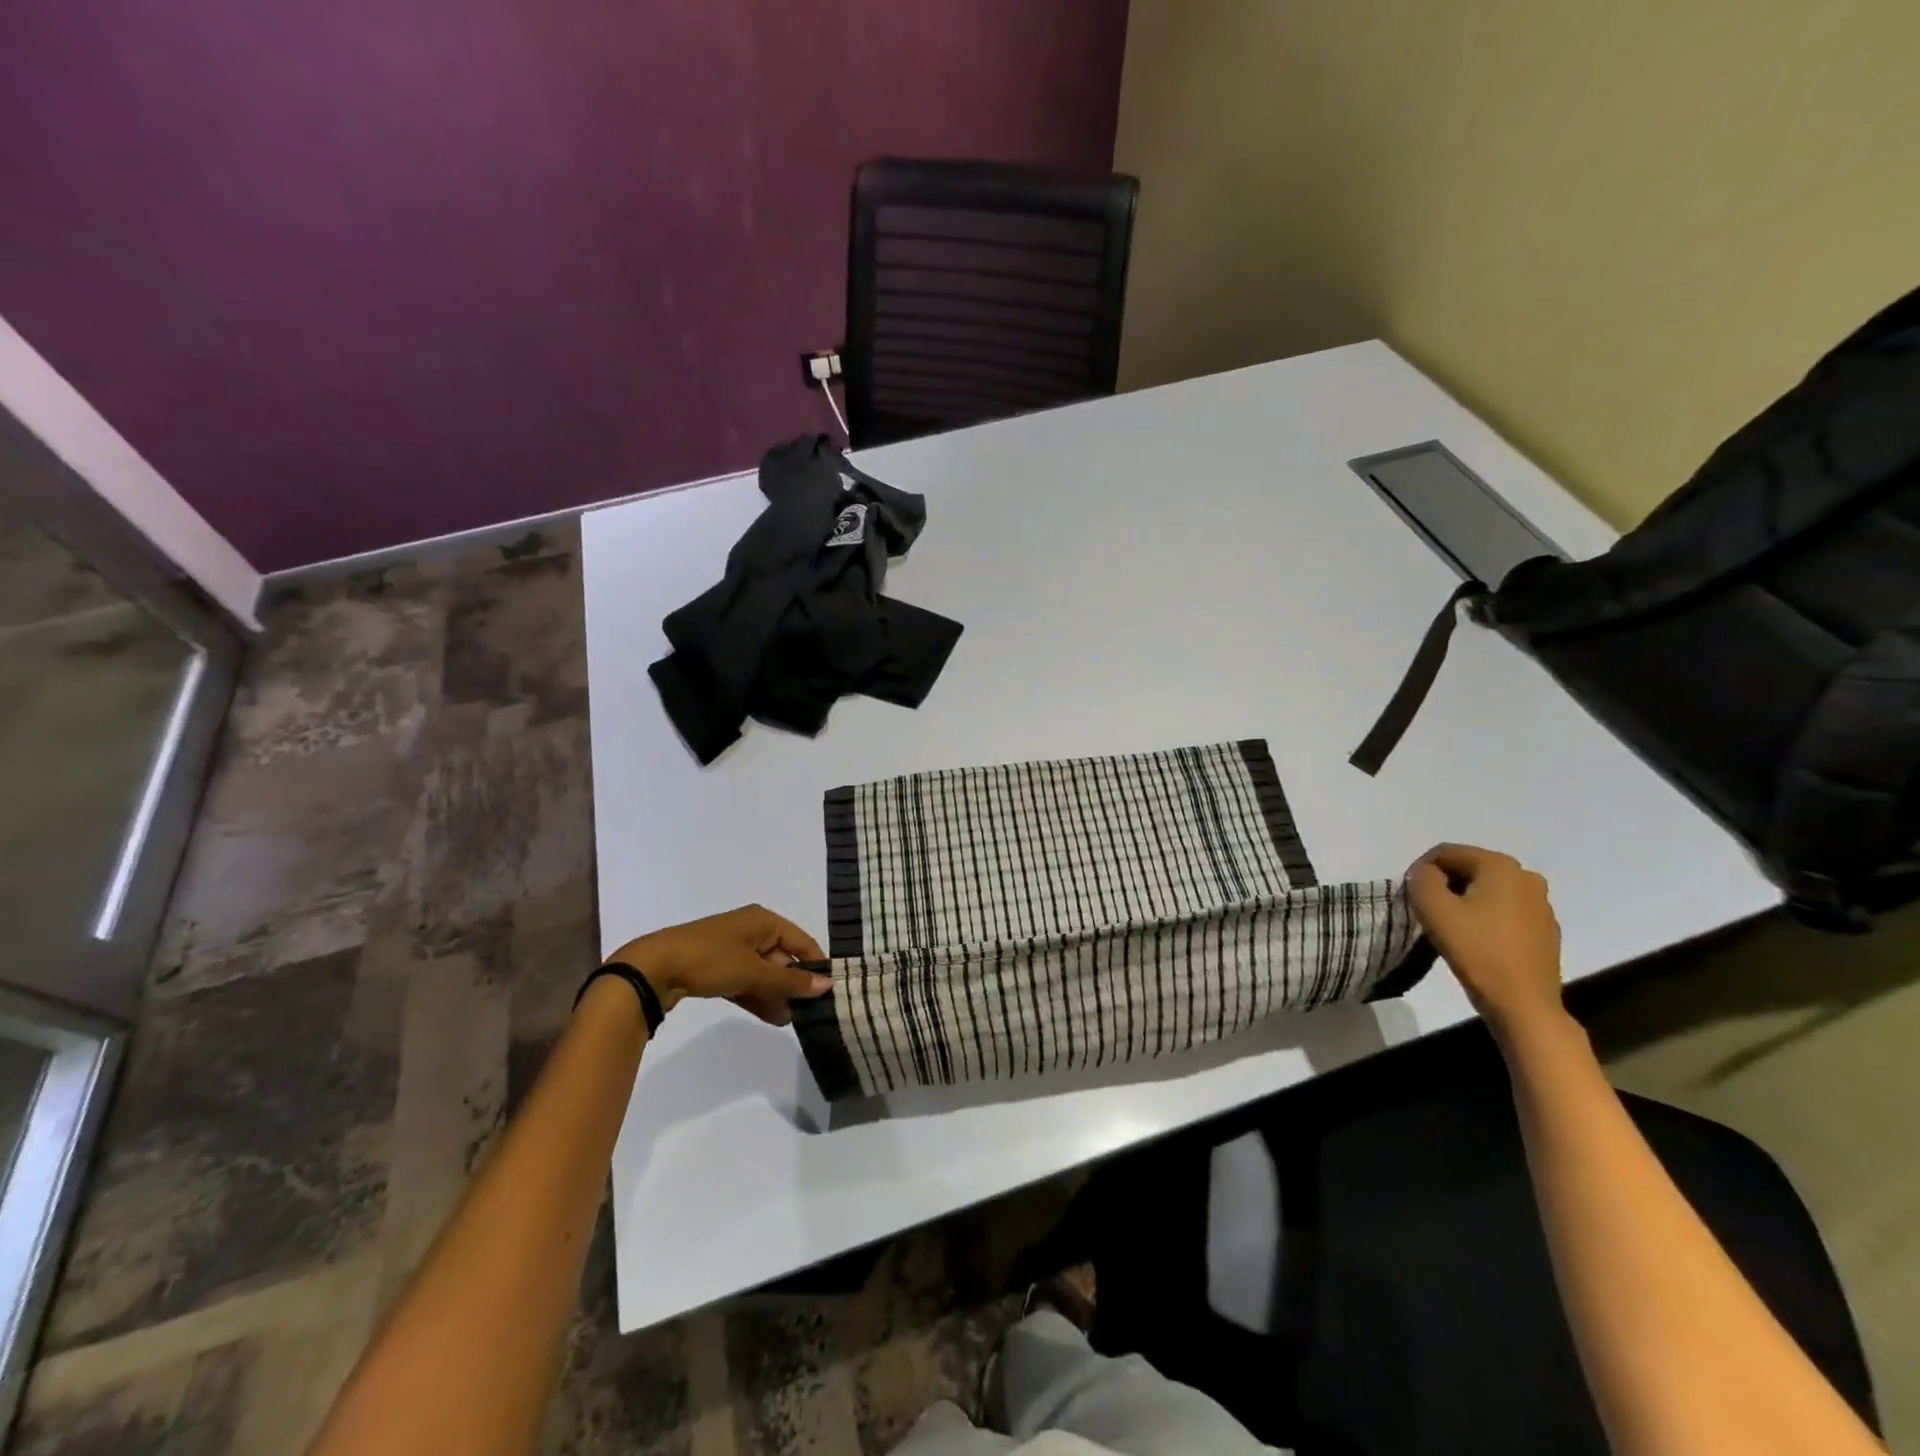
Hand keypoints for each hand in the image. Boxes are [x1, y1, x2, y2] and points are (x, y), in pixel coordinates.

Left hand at [608, 906, 830, 1025]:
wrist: (653, 969)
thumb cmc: (710, 960)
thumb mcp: (754, 971)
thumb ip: (790, 980)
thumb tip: (827, 985)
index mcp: (763, 921)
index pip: (802, 941)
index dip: (816, 965)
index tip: (830, 992)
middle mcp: (751, 931)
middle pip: (783, 958)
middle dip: (794, 985)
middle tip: (810, 1012)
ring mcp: (732, 950)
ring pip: (764, 973)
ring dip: (777, 995)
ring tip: (792, 1021)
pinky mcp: (717, 969)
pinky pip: (747, 982)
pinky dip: (758, 997)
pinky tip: (773, 1017)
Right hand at [1408, 844, 1564, 1036]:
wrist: (1523, 1004)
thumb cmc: (1476, 950)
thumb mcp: (1432, 908)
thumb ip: (1422, 878)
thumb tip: (1428, 875)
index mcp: (1500, 865)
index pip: (1446, 852)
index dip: (1421, 870)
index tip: (1411, 897)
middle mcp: (1526, 876)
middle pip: (1469, 868)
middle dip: (1444, 884)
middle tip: (1428, 911)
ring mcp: (1541, 903)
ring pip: (1487, 889)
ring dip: (1464, 900)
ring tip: (1450, 926)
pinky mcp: (1545, 928)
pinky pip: (1505, 909)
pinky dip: (1485, 916)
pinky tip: (1476, 940)